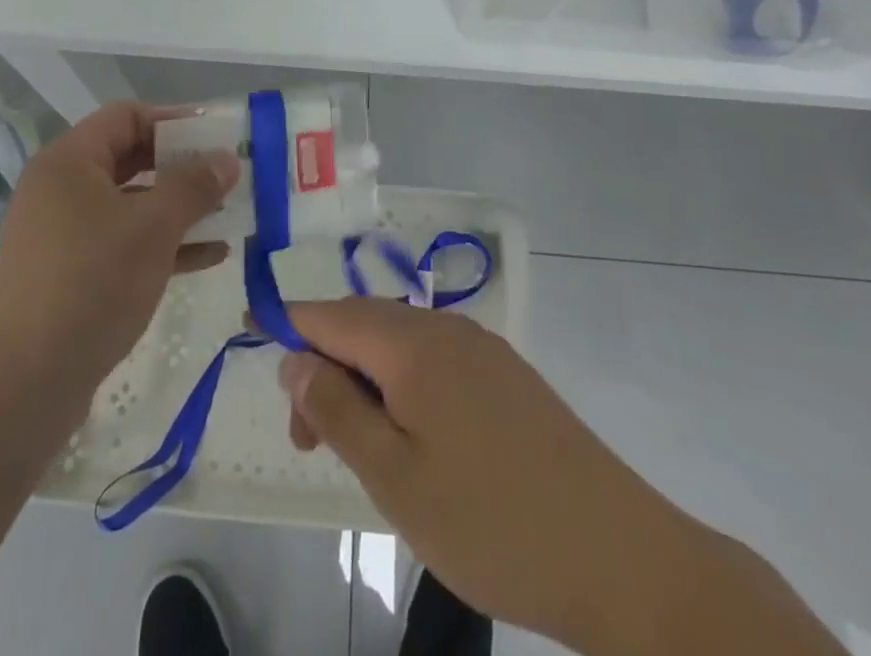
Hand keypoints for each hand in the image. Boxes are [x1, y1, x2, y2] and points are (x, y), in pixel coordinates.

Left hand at [0, 102, 238, 425]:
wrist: (24, 387)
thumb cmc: (91, 285)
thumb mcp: (153, 228)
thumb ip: (194, 186)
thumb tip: (227, 159)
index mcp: (69, 162)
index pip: (126, 116)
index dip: (174, 120)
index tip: (217, 137)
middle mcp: (61, 189)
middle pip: (130, 158)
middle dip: (182, 166)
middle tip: (227, 175)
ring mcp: (62, 233)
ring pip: (131, 203)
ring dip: (178, 207)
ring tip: (228, 215)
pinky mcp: (70, 273)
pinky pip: (123, 241)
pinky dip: (162, 243)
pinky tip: (209, 257)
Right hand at [278, 300, 697, 654]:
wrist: (621, 557)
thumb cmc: (491, 522)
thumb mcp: (394, 477)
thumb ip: (336, 408)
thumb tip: (293, 355)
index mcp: (412, 343)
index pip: (330, 313)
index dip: (288, 322)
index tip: (250, 331)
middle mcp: (445, 328)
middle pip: (363, 326)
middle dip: (325, 366)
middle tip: (308, 440)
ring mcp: (482, 349)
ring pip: (399, 344)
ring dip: (364, 381)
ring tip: (357, 448)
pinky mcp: (507, 375)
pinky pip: (434, 361)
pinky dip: (403, 387)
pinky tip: (411, 438)